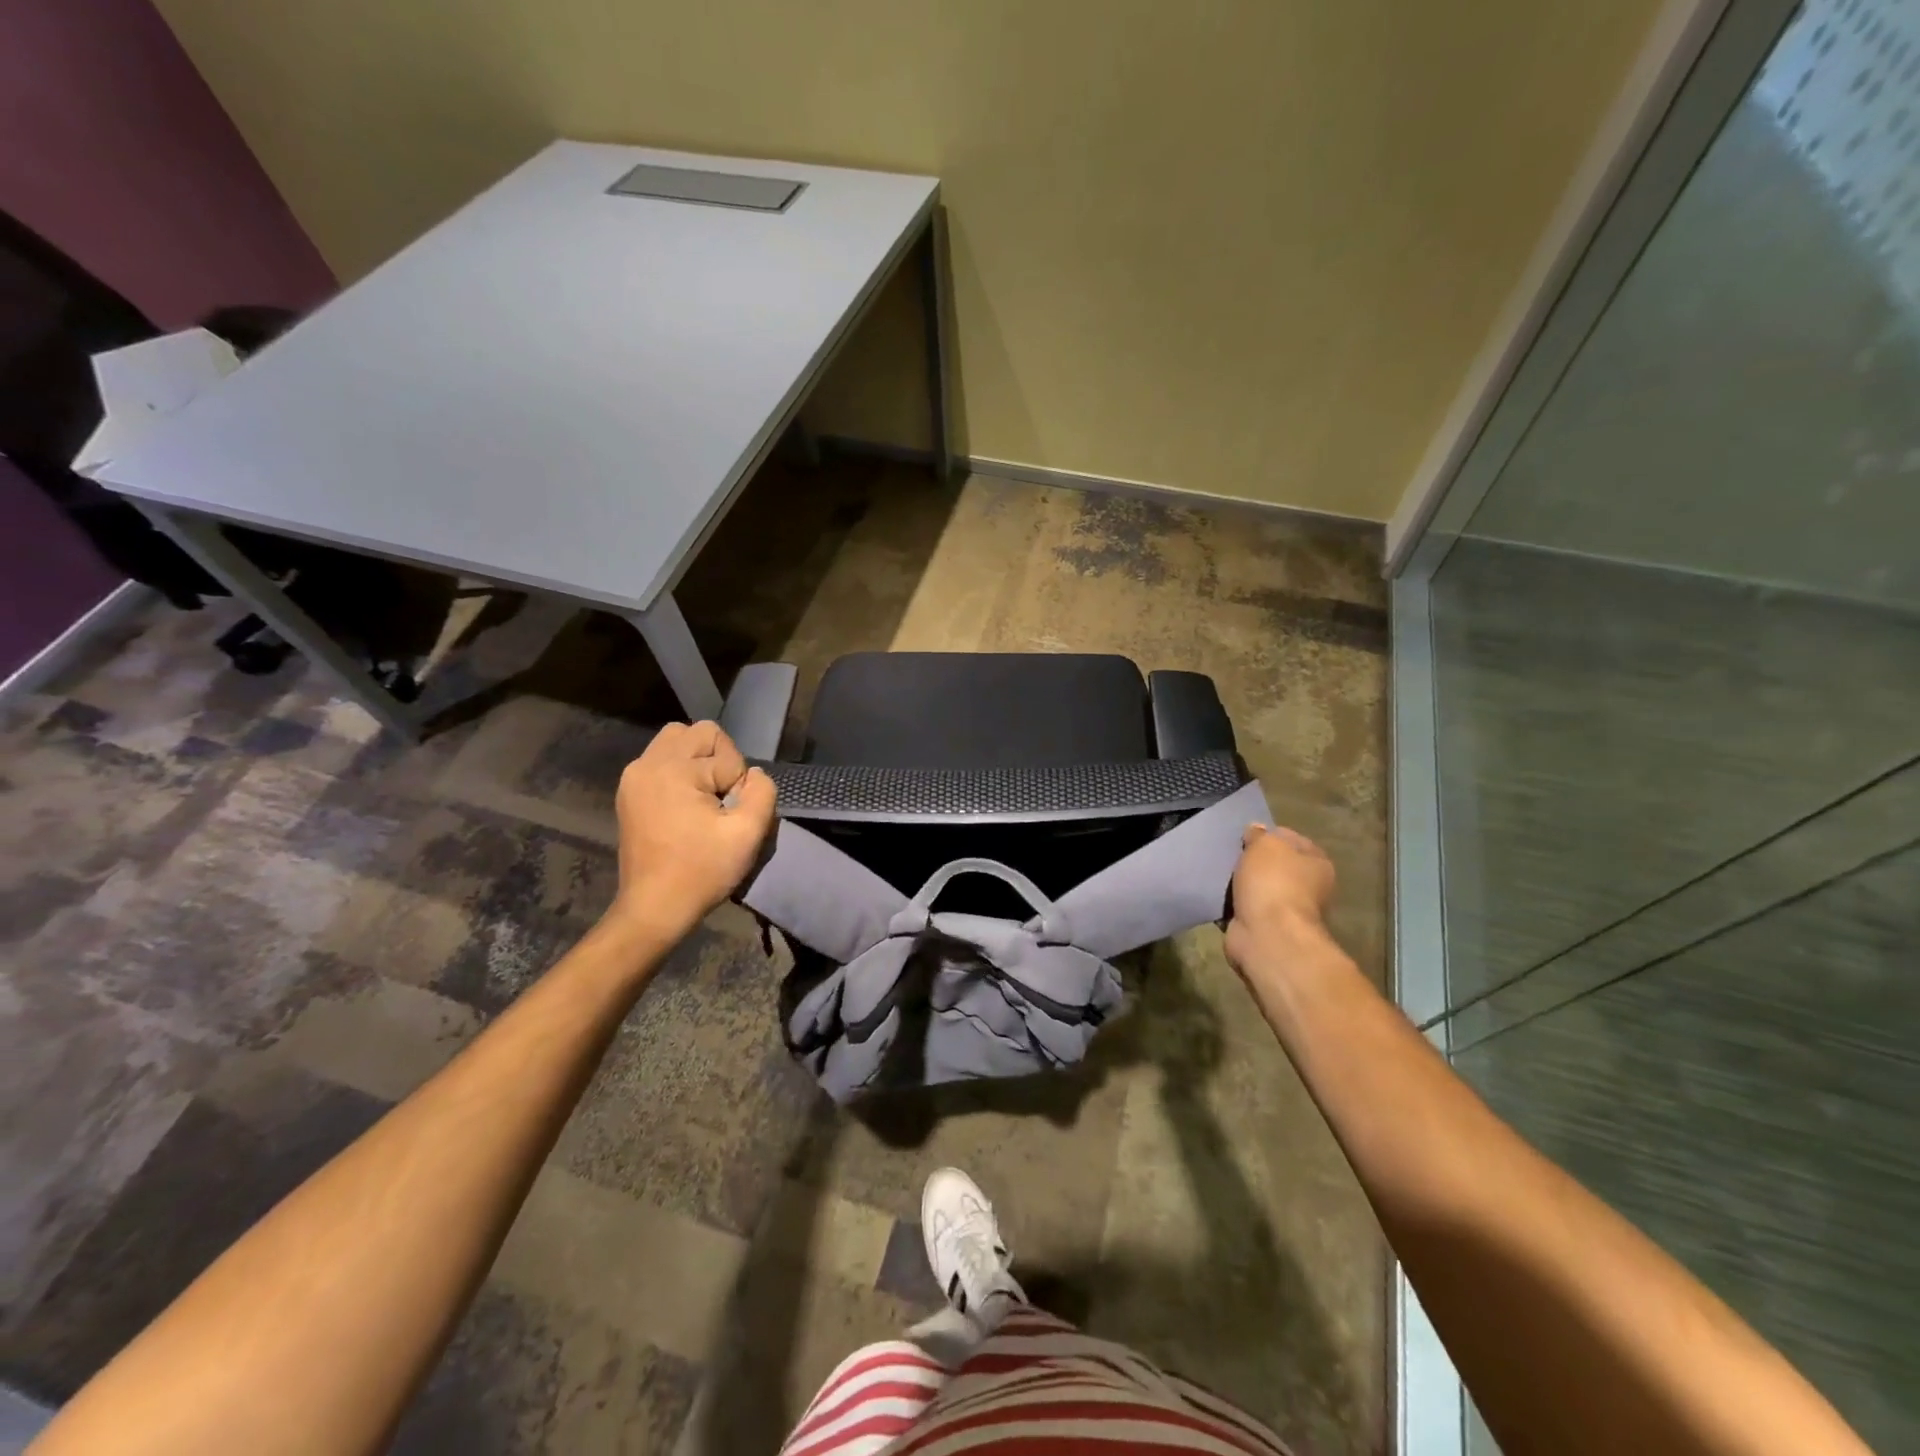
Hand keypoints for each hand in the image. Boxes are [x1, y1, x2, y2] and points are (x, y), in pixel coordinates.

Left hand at [609, 721, 776, 941]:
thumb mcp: (748, 834)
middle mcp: (648, 763)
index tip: (728, 815)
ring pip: (677, 740)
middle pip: (699, 733)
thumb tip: (753, 775)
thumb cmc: (701, 871)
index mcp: (674, 770)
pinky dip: (680, 772)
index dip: (737, 783)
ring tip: (703, 797)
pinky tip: (685, 805)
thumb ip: (762, 792)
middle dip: (719, 760)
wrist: (654, 908)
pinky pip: (661, 760)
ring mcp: (634, 776)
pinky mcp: (629, 791)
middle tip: (719, 800)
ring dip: (699, 761)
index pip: (726, 754)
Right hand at [1224, 823, 1336, 978]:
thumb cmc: (1273, 882)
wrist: (1267, 935)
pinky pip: (1246, 908)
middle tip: (1229, 855)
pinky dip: (1234, 904)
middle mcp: (1308, 887)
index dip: (1267, 835)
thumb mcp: (1265, 845)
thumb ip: (1259, 835)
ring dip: (1242, 884)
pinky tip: (1219, 896)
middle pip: (1274, 865)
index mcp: (1317, 863)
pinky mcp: (1266, 928)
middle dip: (1253, 861)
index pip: (1291, 839)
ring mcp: (1287, 909)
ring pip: (1259, 887)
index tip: (1244, 837)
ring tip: (1220, 874)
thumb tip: (1256, 830)